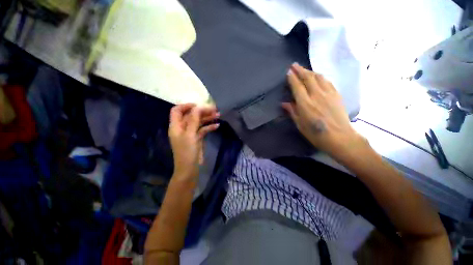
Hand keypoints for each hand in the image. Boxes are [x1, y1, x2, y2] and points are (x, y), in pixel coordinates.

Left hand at [168, 104, 219, 179]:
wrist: (189, 169)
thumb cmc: (187, 152)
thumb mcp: (190, 135)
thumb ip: (193, 120)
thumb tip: (198, 107)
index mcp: (176, 126)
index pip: (177, 111)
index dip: (186, 106)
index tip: (198, 105)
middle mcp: (183, 128)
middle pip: (191, 116)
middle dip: (202, 112)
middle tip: (214, 109)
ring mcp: (190, 133)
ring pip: (198, 122)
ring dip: (207, 118)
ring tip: (218, 115)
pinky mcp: (197, 138)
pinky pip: (203, 130)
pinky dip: (209, 127)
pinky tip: (217, 126)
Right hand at [282, 63, 364, 157]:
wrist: (340, 137)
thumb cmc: (316, 134)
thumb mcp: (300, 125)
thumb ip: (292, 112)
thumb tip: (285, 103)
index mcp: (305, 104)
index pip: (297, 86)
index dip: (292, 78)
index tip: (288, 72)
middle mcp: (316, 95)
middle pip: (308, 78)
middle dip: (300, 70)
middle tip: (294, 65)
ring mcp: (328, 93)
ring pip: (318, 77)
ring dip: (310, 71)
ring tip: (304, 69)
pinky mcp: (336, 95)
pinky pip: (327, 81)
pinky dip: (320, 77)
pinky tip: (318, 77)